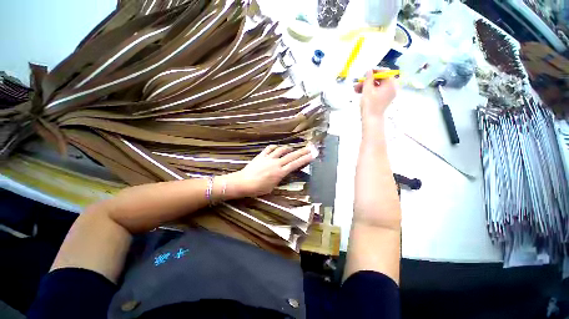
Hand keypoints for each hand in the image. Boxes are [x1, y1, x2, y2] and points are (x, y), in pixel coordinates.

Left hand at [226, 144, 317, 197]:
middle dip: (302, 151)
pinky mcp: (261, 156)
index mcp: (280, 173)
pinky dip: (275, 147)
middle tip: (309, 147)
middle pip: (291, 156)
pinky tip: (277, 148)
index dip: (305, 159)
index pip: (295, 164)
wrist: (243, 182)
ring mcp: (268, 158)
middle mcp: (276, 163)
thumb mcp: (272, 187)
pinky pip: (270, 148)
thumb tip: (284, 173)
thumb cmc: (258, 189)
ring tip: (292, 149)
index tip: (312, 155)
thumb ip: (280, 179)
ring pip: (281, 150)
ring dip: (288, 148)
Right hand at [354, 70, 396, 121]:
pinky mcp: (384, 98)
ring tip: (356, 89)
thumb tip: (369, 70)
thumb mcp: (367, 90)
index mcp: (391, 84)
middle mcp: (392, 87)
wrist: (371, 119)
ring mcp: (389, 93)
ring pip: (377, 85)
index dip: (374, 71)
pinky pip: (377, 91)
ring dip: (366, 86)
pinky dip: (370, 90)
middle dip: (368, 80)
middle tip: (358, 83)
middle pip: (380, 79)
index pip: (384, 72)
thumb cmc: (370, 104)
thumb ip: (368, 78)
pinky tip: (360, 92)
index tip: (365, 74)